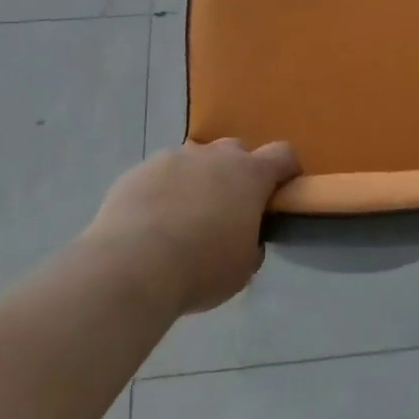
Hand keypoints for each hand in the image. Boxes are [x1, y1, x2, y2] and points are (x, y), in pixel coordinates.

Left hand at [84, 139, 299, 314]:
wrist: (131, 265)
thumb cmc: (200, 268)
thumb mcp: (242, 267)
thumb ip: (252, 243)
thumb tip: (246, 237)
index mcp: (250, 174)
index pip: (283, 154)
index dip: (287, 169)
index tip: (283, 189)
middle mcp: (214, 155)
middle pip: (236, 150)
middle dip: (237, 172)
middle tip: (228, 208)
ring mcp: (174, 157)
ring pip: (195, 160)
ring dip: (197, 180)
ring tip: (184, 216)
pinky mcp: (139, 170)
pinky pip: (160, 174)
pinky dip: (163, 191)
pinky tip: (151, 222)